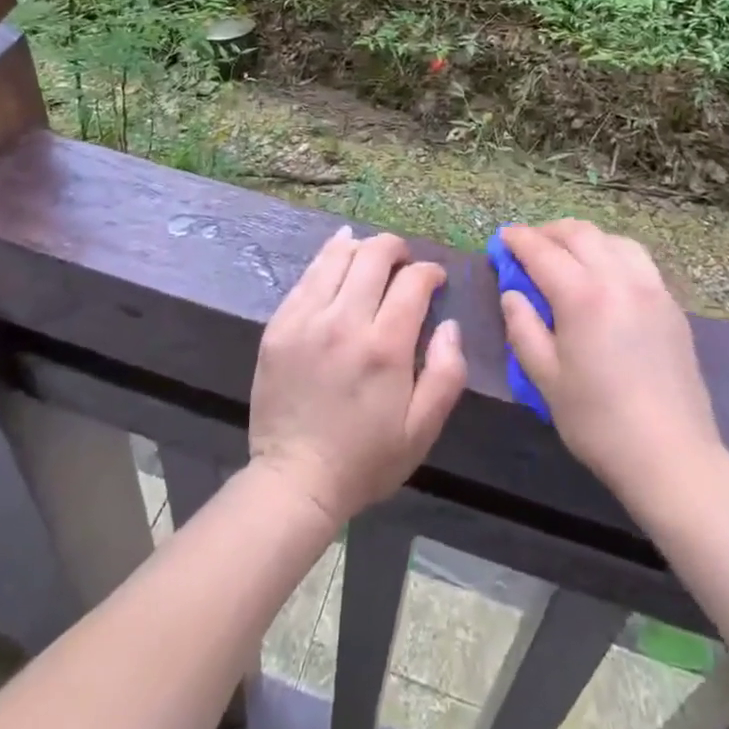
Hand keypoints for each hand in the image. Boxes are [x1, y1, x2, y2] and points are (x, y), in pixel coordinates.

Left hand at [248, 226, 466, 527]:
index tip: (435, 280)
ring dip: (362, 247)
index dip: (430, 272)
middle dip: (397, 249)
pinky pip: (307, 275)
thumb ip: (446, 373)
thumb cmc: (365, 459)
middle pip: (374, 255)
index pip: (412, 281)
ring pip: (338, 256)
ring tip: (372, 258)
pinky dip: (328, 258)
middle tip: (405, 262)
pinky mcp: (279, 324)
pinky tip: (339, 254)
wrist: (295, 480)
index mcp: (384, 347)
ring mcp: (306, 319)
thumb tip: (450, 325)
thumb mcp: (421, 430)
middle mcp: (344, 322)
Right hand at [500, 220, 728, 513]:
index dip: (518, 240)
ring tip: (567, 255)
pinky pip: (637, 260)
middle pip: (580, 234)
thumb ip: (523, 329)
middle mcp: (619, 279)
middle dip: (549, 232)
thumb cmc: (599, 422)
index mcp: (583, 296)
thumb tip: (512, 294)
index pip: (542, 251)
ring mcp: (651, 288)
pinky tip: (604, 275)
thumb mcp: (545, 379)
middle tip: (529, 245)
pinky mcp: (671, 304)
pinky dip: (612, 253)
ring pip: (612, 240)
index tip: (502, 238)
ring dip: (583, 238)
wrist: (673, 457)